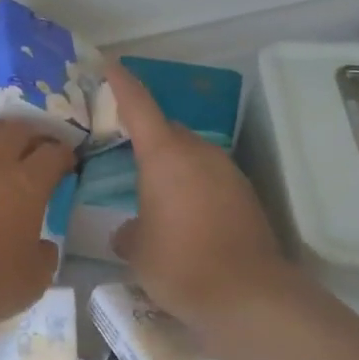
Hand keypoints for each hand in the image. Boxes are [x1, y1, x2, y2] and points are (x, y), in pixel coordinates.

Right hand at [105, 61, 310, 334]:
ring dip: (171, 163)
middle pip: (167, 130)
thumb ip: (128, 231)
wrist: (248, 296)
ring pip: (191, 154)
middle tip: (121, 145)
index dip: (122, 83)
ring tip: (150, 187)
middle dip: (146, 133)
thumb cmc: (179, 263)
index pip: (139, 106)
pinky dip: (192, 185)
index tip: (110, 63)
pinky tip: (182, 214)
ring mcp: (227, 173)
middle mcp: (199, 153)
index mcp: (165, 156)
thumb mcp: (136, 249)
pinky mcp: (245, 196)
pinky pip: (209, 177)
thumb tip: (129, 230)